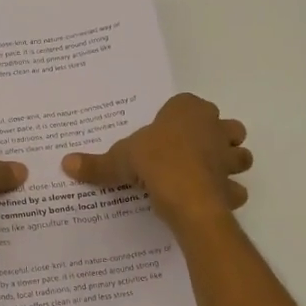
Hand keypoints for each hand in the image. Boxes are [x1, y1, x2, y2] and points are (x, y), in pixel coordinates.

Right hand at [62, 93, 250, 230]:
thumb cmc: (154, 161)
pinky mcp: (232, 186)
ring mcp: (228, 157)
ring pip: (240, 155)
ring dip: (229, 164)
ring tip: (206, 175)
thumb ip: (96, 163)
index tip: (166, 133)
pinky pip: (235, 189)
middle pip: (227, 127)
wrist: (185, 195)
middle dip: (217, 137)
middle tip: (193, 152)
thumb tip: (65, 163)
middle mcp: (214, 127)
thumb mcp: (119, 159)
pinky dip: (227, 195)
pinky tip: (208, 201)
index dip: (179, 118)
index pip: (188, 104)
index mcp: (188, 110)